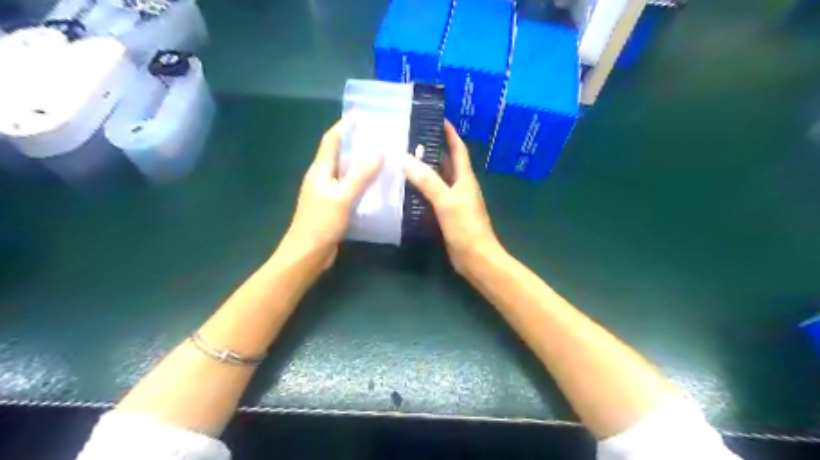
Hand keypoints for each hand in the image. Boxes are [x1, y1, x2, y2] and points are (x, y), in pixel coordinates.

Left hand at [284, 121, 382, 268]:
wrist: (307, 254)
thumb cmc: (321, 223)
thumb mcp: (342, 197)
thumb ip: (360, 174)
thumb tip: (378, 150)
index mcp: (320, 170)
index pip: (331, 140)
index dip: (344, 126)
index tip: (362, 115)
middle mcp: (322, 177)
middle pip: (339, 154)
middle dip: (357, 144)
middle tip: (381, 138)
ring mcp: (327, 193)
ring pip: (346, 172)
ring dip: (362, 165)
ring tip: (384, 159)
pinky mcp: (334, 206)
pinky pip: (350, 188)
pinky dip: (363, 183)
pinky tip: (378, 186)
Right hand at [403, 121, 499, 274]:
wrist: (475, 258)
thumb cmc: (466, 228)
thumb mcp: (447, 202)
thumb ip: (428, 181)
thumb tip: (406, 159)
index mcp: (465, 179)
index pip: (458, 149)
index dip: (450, 133)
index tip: (438, 118)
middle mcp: (460, 186)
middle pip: (446, 162)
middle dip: (432, 149)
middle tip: (410, 139)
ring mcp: (453, 201)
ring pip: (438, 180)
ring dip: (425, 170)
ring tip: (403, 160)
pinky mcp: (447, 214)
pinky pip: (433, 196)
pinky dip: (422, 190)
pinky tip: (407, 189)